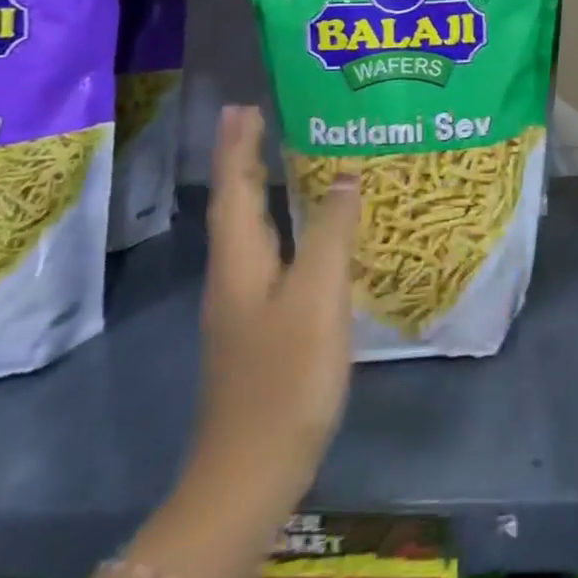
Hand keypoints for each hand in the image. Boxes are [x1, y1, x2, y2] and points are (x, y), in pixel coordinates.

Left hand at [189, 105, 361, 516]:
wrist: (250, 472)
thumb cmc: (285, 377)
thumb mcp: (317, 297)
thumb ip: (331, 233)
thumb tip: (343, 176)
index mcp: (240, 259)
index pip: (234, 186)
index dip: (237, 144)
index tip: (243, 104)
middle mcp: (234, 274)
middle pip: (236, 202)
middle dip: (244, 158)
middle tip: (261, 117)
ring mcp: (243, 303)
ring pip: (250, 228)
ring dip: (259, 188)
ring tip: (283, 158)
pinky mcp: (259, 326)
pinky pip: (268, 253)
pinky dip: (279, 223)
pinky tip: (304, 231)